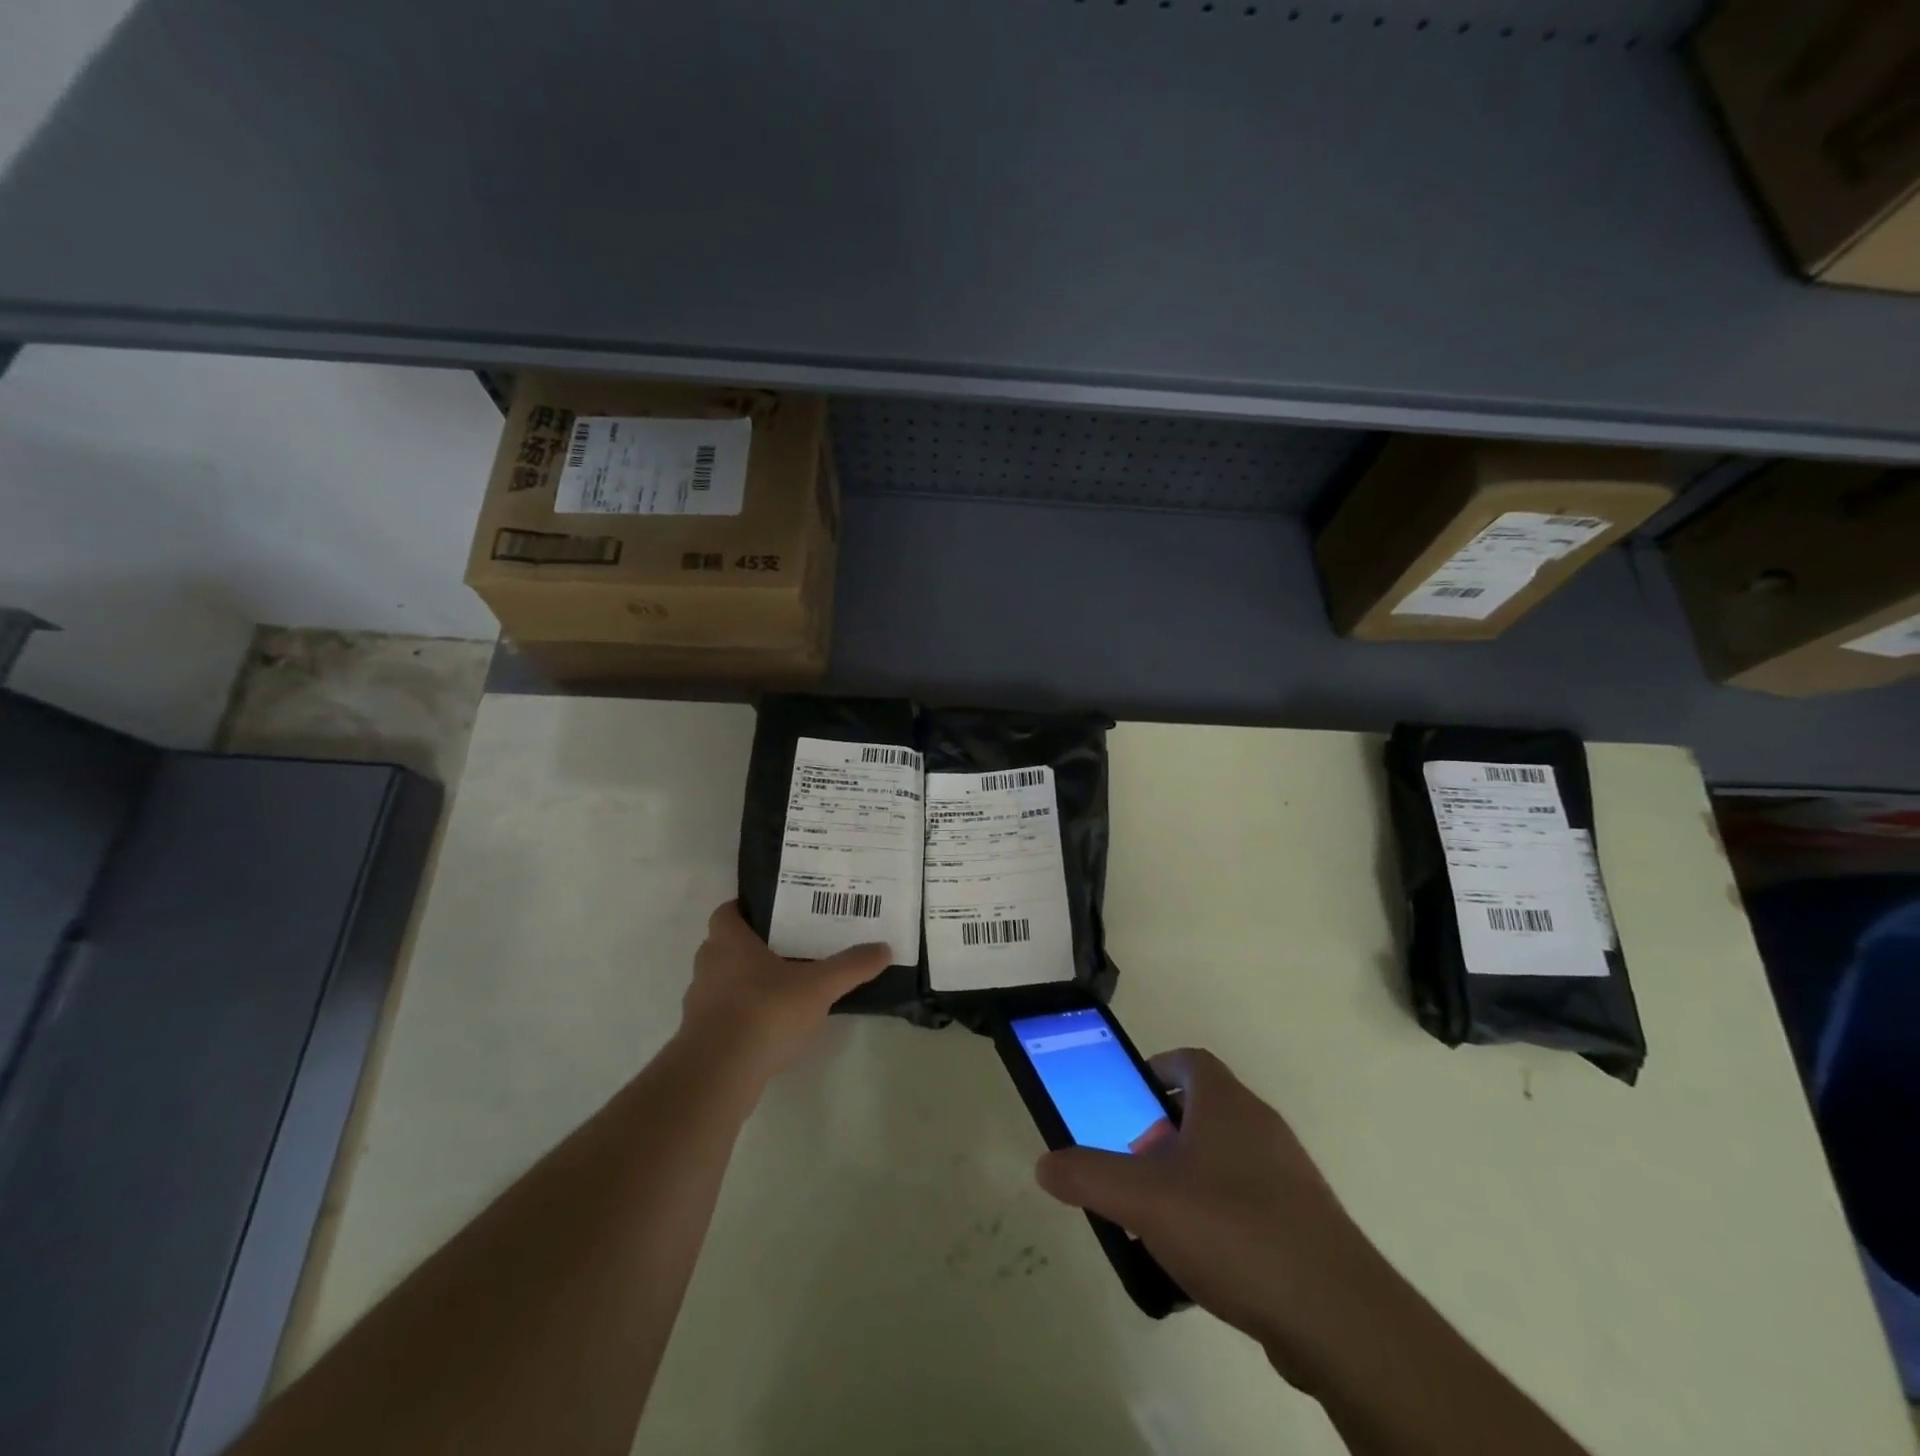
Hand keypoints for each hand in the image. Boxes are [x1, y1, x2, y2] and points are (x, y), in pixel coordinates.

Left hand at [678, 902, 889, 1078]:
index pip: (728, 912)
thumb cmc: (765, 1012)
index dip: (747, 909)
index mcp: (729, 942)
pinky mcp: (700, 1036)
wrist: (718, 1074)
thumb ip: (851, 966)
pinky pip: (723, 1014)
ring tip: (784, 987)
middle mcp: (708, 966)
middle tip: (789, 947)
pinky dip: (743, 1015)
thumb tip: (884, 948)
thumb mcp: (819, 986)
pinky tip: (771, 1026)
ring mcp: (699, 1003)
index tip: (775, 914)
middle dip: (753, 946)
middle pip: (726, 945)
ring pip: (723, 981)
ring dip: (746, 982)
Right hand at [1035, 1048, 1388, 1386]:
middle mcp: (1260, 1126)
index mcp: (1226, 1103)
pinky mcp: (1304, 1222)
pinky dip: (1220, 1214)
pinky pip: (1249, 1200)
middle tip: (1134, 1164)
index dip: (1155, 1070)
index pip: (1189, 1061)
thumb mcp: (1144, 1199)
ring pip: (1227, 1156)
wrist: (1337, 1316)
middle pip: (1205, 1108)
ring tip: (1159, 1216)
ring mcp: (1288, 1175)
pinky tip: (1202, 1260)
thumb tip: (1045, 1164)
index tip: (1128, 1100)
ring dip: (1190, 1174)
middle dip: (1163, 1130)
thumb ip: (1089, 1176)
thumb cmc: (1233, 1230)